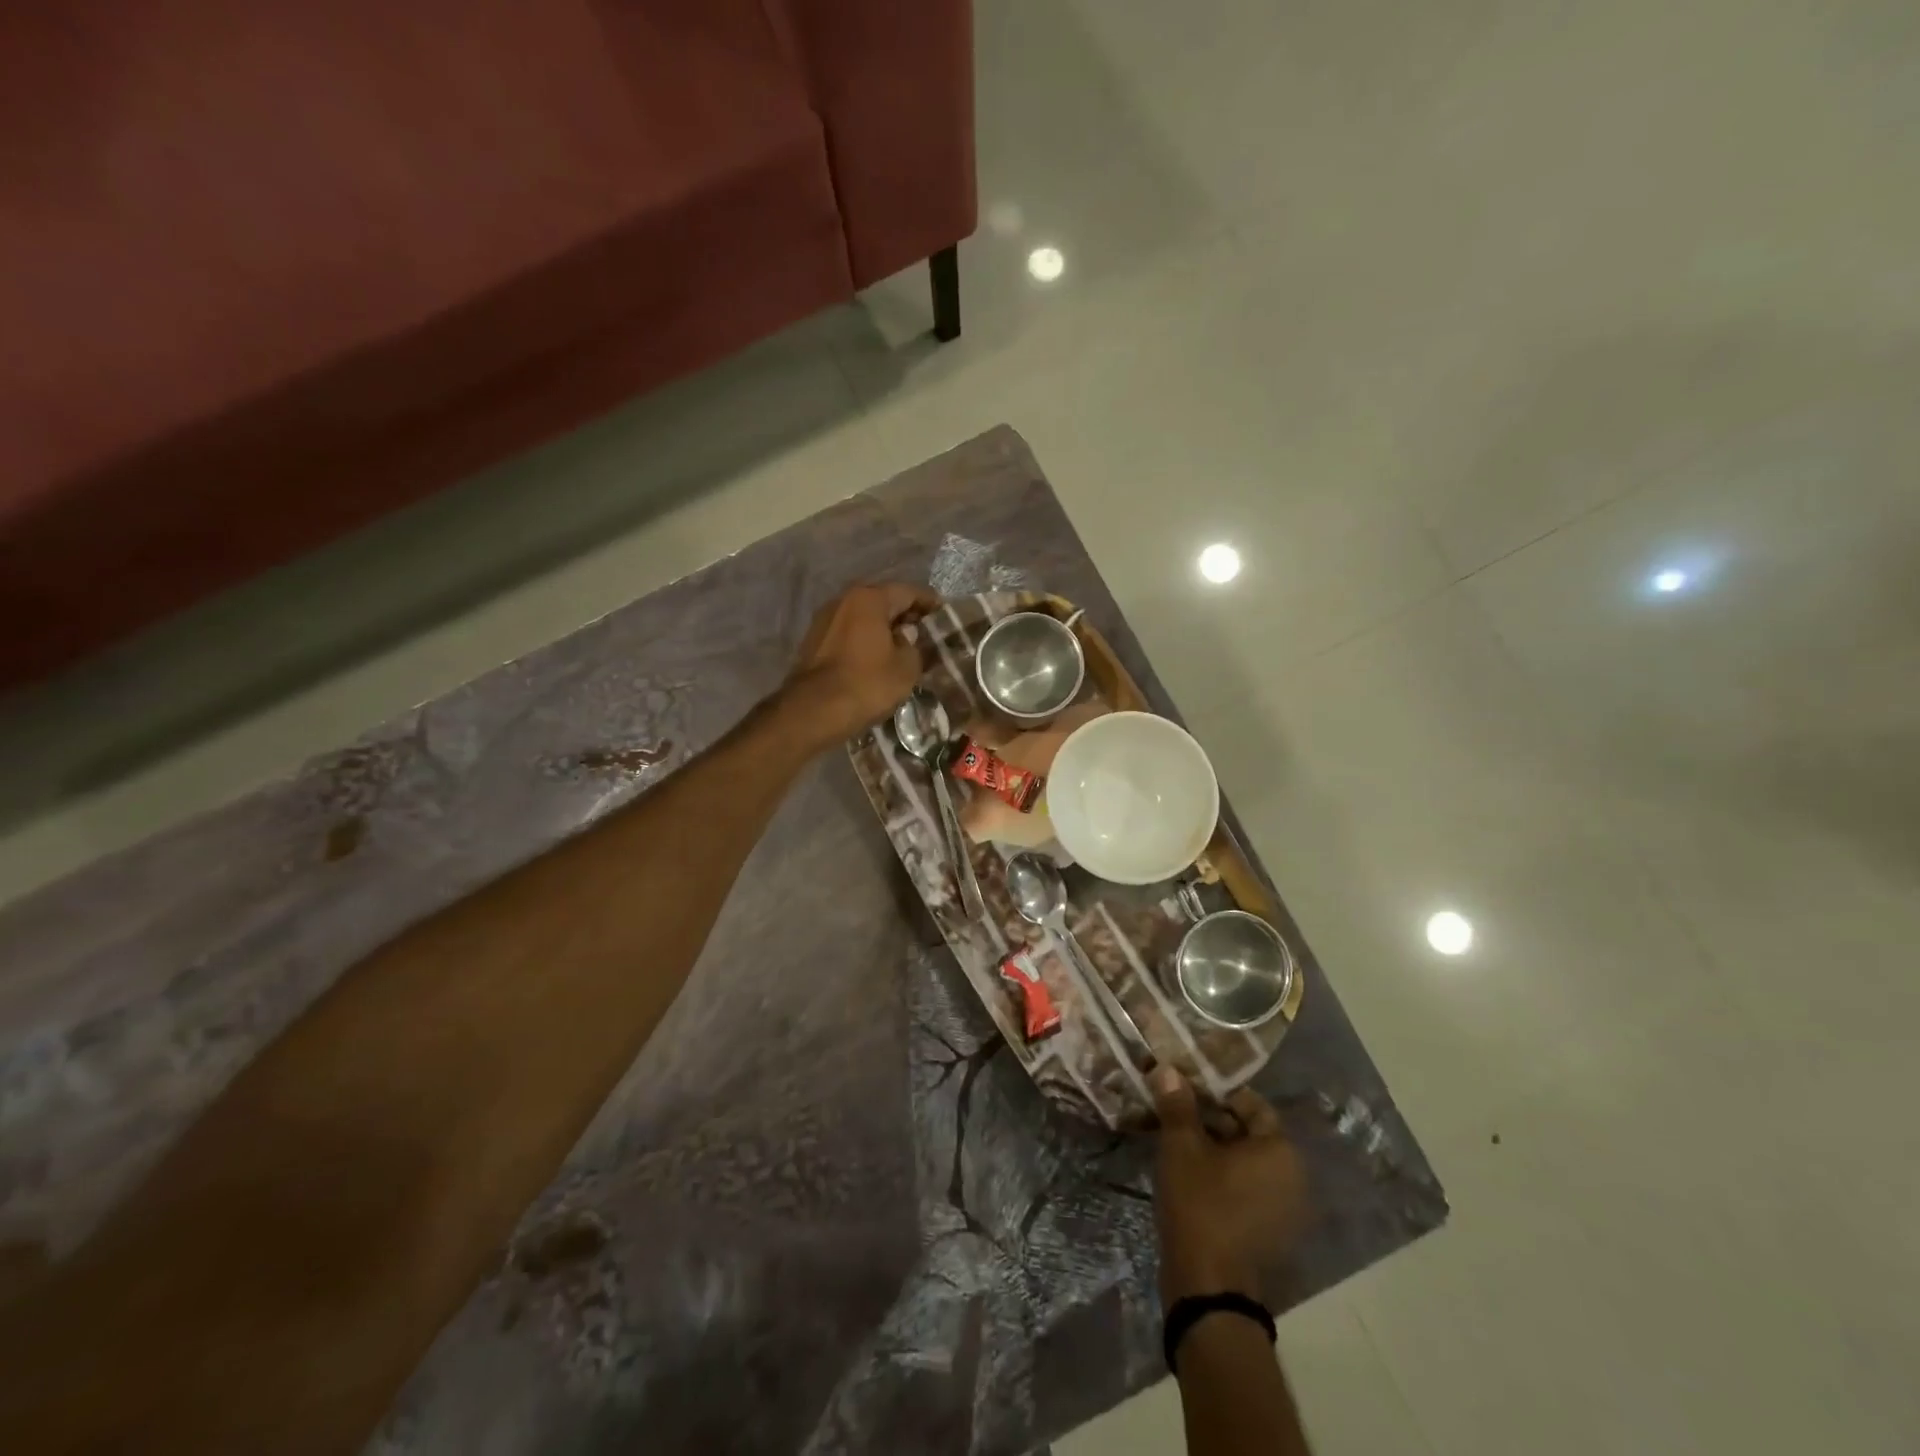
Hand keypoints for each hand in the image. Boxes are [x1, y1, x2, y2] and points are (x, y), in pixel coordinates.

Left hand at [781, 583, 936, 746]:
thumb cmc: (867, 684)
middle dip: (905, 614)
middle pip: (882, 601)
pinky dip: (865, 639)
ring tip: (902, 646)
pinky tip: (876, 657)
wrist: (813, 710)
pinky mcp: (814, 640)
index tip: (943, 614)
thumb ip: (915, 646)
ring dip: (883, 628)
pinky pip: (848, 632)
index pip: (908, 592)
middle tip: (925, 631)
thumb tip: (907, 639)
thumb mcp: (907, 668)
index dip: (929, 603)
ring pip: (863, 617)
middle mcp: (844, 599)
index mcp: (870, 598)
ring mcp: (825, 619)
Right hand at [1152, 1066, 1312, 1305]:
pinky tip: (1189, 1174)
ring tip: (1176, 1140)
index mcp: (1280, 1150)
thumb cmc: (1200, 1205)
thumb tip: (1168, 1068)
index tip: (1184, 1089)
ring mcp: (1284, 1208)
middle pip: (1248, 1131)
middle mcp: (1292, 1176)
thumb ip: (1177, 1104)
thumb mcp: (1181, 1147)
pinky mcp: (1269, 1232)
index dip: (1215, 1091)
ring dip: (1214, 1148)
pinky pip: (1246, 1188)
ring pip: (1245, 1161)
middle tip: (1175, 1112)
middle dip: (1211, 1119)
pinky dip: (1222, 1176)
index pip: (1250, 1103)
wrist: (1209, 1289)